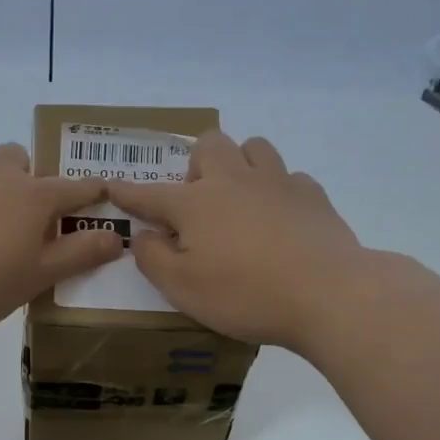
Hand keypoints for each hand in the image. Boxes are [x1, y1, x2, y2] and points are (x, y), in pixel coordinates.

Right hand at [105, 131, 368, 349]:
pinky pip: (289, 176)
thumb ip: (154, 258)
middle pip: (209, 145)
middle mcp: (233, 181)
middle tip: (198, 202)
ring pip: (253, 147)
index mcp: (195, 204)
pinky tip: (281, 218)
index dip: (128, 192)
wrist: (328, 294)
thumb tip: (144, 235)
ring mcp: (277, 182)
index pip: (150, 194)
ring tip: (240, 199)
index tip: (112, 186)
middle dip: (196, 164)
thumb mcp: (183, 289)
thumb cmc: (245, 294)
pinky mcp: (313, 195)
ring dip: (240, 164)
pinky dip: (278, 190)